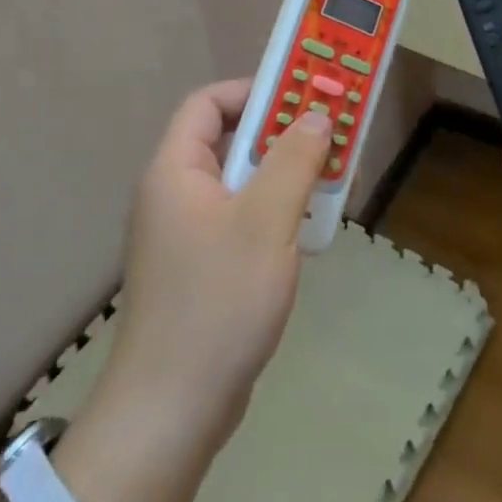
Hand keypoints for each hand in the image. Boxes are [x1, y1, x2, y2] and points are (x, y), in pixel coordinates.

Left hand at [57, 84, 329, 501]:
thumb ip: (293, 160)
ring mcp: (185, 235)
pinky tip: (305, 235)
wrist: (172, 410)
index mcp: (176, 170)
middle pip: (228, 142)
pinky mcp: (199, 270)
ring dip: (284, 179)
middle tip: (329, 138)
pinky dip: (273, 216)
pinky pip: (240, 222)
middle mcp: (174, 194)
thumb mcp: (266, 221)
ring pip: (240, 185)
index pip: (208, 104)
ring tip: (329, 184)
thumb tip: (315, 114)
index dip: (254, 92)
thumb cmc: (217, 301)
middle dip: (281, 136)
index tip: (302, 98)